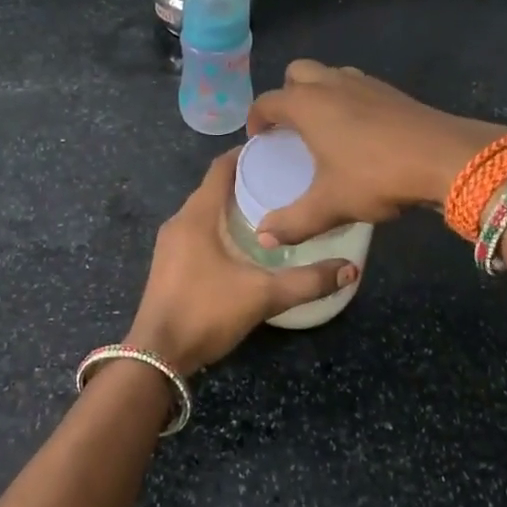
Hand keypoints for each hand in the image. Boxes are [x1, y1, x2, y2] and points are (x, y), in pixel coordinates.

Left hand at [128, 150, 357, 376]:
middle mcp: (180, 222)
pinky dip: (222, 226)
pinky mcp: (170, 264)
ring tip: (272, 209)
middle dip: (246, 180)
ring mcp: (171, 244)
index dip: (246, 154)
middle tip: (285, 181)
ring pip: (206, 211)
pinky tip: (246, 243)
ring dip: (233, 206)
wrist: (157, 356)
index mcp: (197, 215)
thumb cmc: (206, 312)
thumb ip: (307, 282)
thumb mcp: (262, 295)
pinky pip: (199, 231)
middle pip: (214, 188)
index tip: (277, 150)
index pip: (220, 168)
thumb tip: (350, 269)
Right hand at [246, 60, 505, 244]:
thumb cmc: (376, 176)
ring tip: (322, 127)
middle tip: (290, 127)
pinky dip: (347, 99)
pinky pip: (356, 85)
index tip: (259, 140)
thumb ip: (293, 222)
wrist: (444, 157)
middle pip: (297, 73)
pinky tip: (358, 131)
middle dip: (287, 94)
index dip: (256, 120)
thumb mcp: (330, 205)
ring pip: (329, 74)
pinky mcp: (391, 90)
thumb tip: (264, 237)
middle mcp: (330, 84)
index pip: (267, 101)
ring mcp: (363, 82)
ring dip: (319, 92)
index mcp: (306, 104)